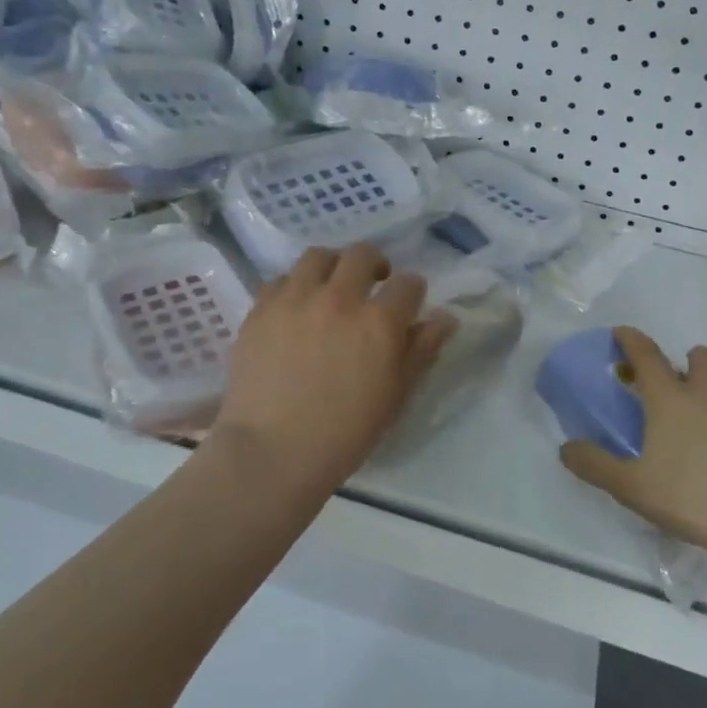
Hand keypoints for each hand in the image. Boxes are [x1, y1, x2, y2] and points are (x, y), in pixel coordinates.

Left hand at [214, 244, 450, 493]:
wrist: (272, 452)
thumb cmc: (344, 433)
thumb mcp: (395, 395)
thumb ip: (422, 350)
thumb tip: (445, 318)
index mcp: (378, 322)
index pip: (408, 284)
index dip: (412, 292)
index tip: (408, 304)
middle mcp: (338, 298)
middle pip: (362, 255)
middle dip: (375, 265)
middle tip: (372, 285)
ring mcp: (295, 299)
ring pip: (318, 257)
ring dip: (332, 266)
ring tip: (331, 288)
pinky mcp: (260, 309)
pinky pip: (279, 280)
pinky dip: (294, 287)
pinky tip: (295, 308)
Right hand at [561, 326, 706, 562]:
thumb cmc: (694, 499)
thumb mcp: (632, 487)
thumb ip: (595, 465)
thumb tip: (565, 448)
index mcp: (670, 398)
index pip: (645, 354)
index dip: (630, 339)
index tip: (622, 332)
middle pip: (699, 356)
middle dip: (687, 362)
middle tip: (678, 387)